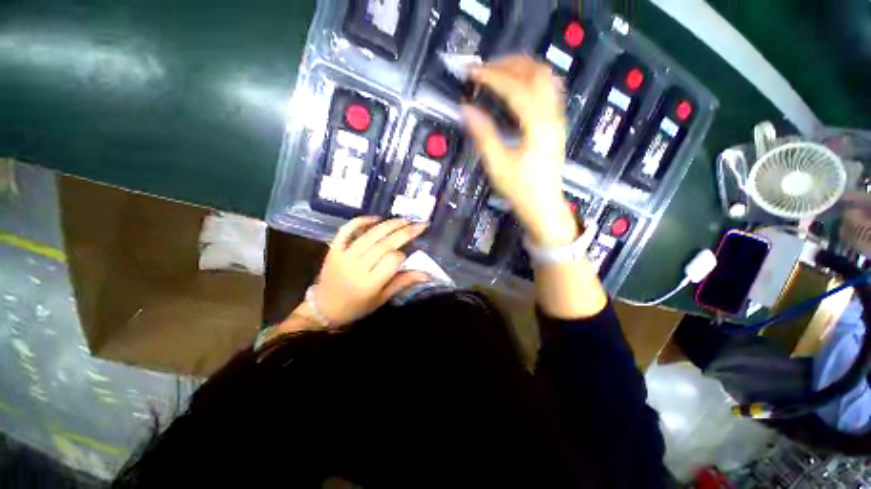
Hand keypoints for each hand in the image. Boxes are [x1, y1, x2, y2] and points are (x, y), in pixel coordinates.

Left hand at [307, 217, 429, 326]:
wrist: (323, 309)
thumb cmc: (357, 307)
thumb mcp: (382, 298)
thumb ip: (403, 282)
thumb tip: (427, 274)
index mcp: (369, 283)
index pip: (392, 260)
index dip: (403, 255)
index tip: (409, 254)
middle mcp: (357, 267)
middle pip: (384, 244)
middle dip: (405, 232)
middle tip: (420, 224)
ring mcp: (344, 255)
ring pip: (370, 235)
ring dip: (389, 224)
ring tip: (405, 219)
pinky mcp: (334, 249)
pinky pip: (347, 230)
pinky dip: (361, 221)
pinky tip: (376, 218)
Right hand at [461, 55, 577, 246]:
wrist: (544, 206)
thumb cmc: (521, 190)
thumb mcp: (498, 165)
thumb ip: (483, 135)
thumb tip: (466, 109)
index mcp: (538, 125)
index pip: (515, 88)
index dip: (492, 76)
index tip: (472, 72)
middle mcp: (552, 115)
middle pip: (536, 73)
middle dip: (508, 64)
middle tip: (484, 68)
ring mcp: (557, 119)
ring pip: (546, 78)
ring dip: (522, 68)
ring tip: (499, 71)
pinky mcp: (556, 124)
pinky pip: (549, 90)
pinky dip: (532, 80)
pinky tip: (517, 87)